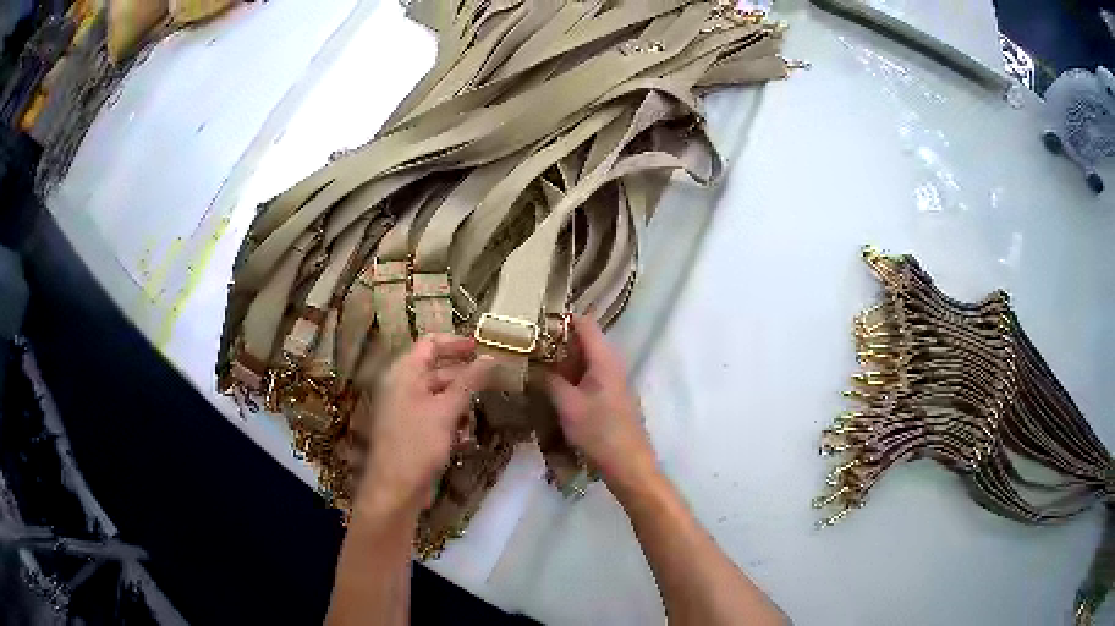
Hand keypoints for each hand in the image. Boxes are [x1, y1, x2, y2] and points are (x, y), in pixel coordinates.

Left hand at [356, 335, 493, 513]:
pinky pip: (436, 415)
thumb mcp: (446, 411)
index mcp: (404, 373)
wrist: (395, 489)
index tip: (482, 347)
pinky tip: (465, 437)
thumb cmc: (418, 444)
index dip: (455, 342)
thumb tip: (490, 357)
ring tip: (477, 415)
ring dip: (460, 402)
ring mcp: (406, 409)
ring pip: (439, 395)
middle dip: (464, 376)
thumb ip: (469, 382)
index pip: (429, 343)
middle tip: (494, 380)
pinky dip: (452, 420)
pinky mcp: (412, 430)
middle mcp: (402, 386)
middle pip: (437, 369)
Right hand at [544, 316, 656, 488]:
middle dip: (557, 340)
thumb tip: (532, 366)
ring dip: (563, 360)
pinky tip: (552, 386)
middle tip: (527, 344)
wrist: (628, 464)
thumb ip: (550, 381)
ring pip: (586, 360)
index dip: (561, 318)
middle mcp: (612, 364)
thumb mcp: (568, 406)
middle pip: (585, 340)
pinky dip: (571, 375)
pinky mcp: (612, 397)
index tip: (534, 320)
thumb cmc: (599, 432)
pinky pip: (589, 376)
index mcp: (605, 359)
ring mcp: (614, 381)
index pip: (584, 323)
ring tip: (534, 362)